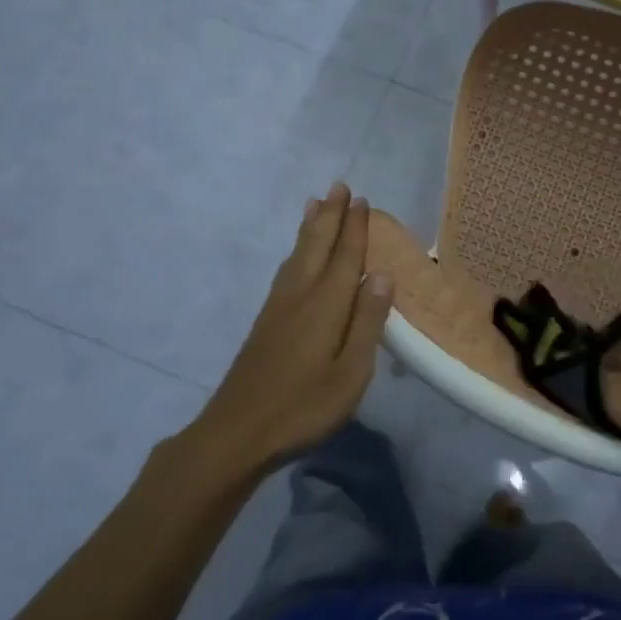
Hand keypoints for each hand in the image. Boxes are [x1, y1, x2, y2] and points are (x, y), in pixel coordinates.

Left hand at [192, 184, 393, 471]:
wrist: (237, 433)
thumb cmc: (303, 407)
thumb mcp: (350, 373)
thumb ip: (367, 322)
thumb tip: (383, 275)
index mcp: (326, 306)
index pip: (345, 257)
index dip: (355, 228)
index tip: (361, 200)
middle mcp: (300, 296)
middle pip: (317, 246)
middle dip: (330, 215)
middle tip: (339, 186)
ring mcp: (278, 308)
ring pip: (297, 255)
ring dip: (310, 227)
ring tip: (315, 203)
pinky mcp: (266, 322)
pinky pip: (286, 270)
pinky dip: (295, 250)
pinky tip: (296, 255)